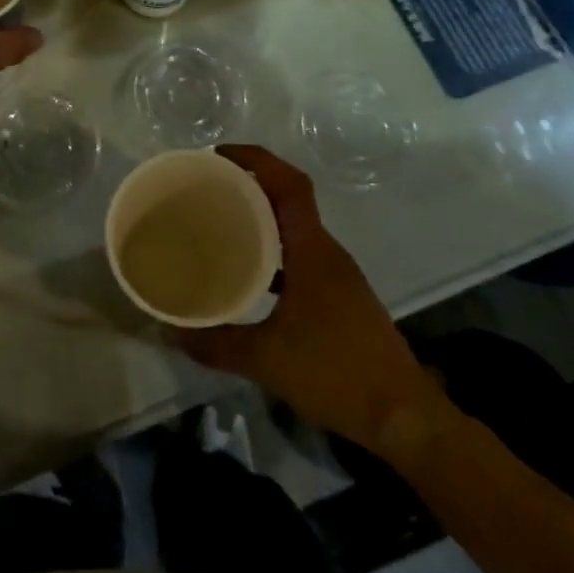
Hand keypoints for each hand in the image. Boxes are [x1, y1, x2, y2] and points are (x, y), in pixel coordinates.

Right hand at [181, 145, 445, 456]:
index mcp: (313, 251)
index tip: (218, 155)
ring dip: (260, 219)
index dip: (256, 160)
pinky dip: (272, 252)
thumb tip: (170, 331)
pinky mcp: (339, 297)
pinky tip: (248, 278)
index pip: (289, 184)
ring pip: (294, 230)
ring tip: (219, 226)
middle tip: (206, 190)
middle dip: (249, 185)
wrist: (403, 417)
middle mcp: (326, 253)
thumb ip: (215, 344)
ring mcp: (337, 276)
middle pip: (289, 200)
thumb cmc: (337, 373)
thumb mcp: (266, 360)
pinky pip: (299, 256)